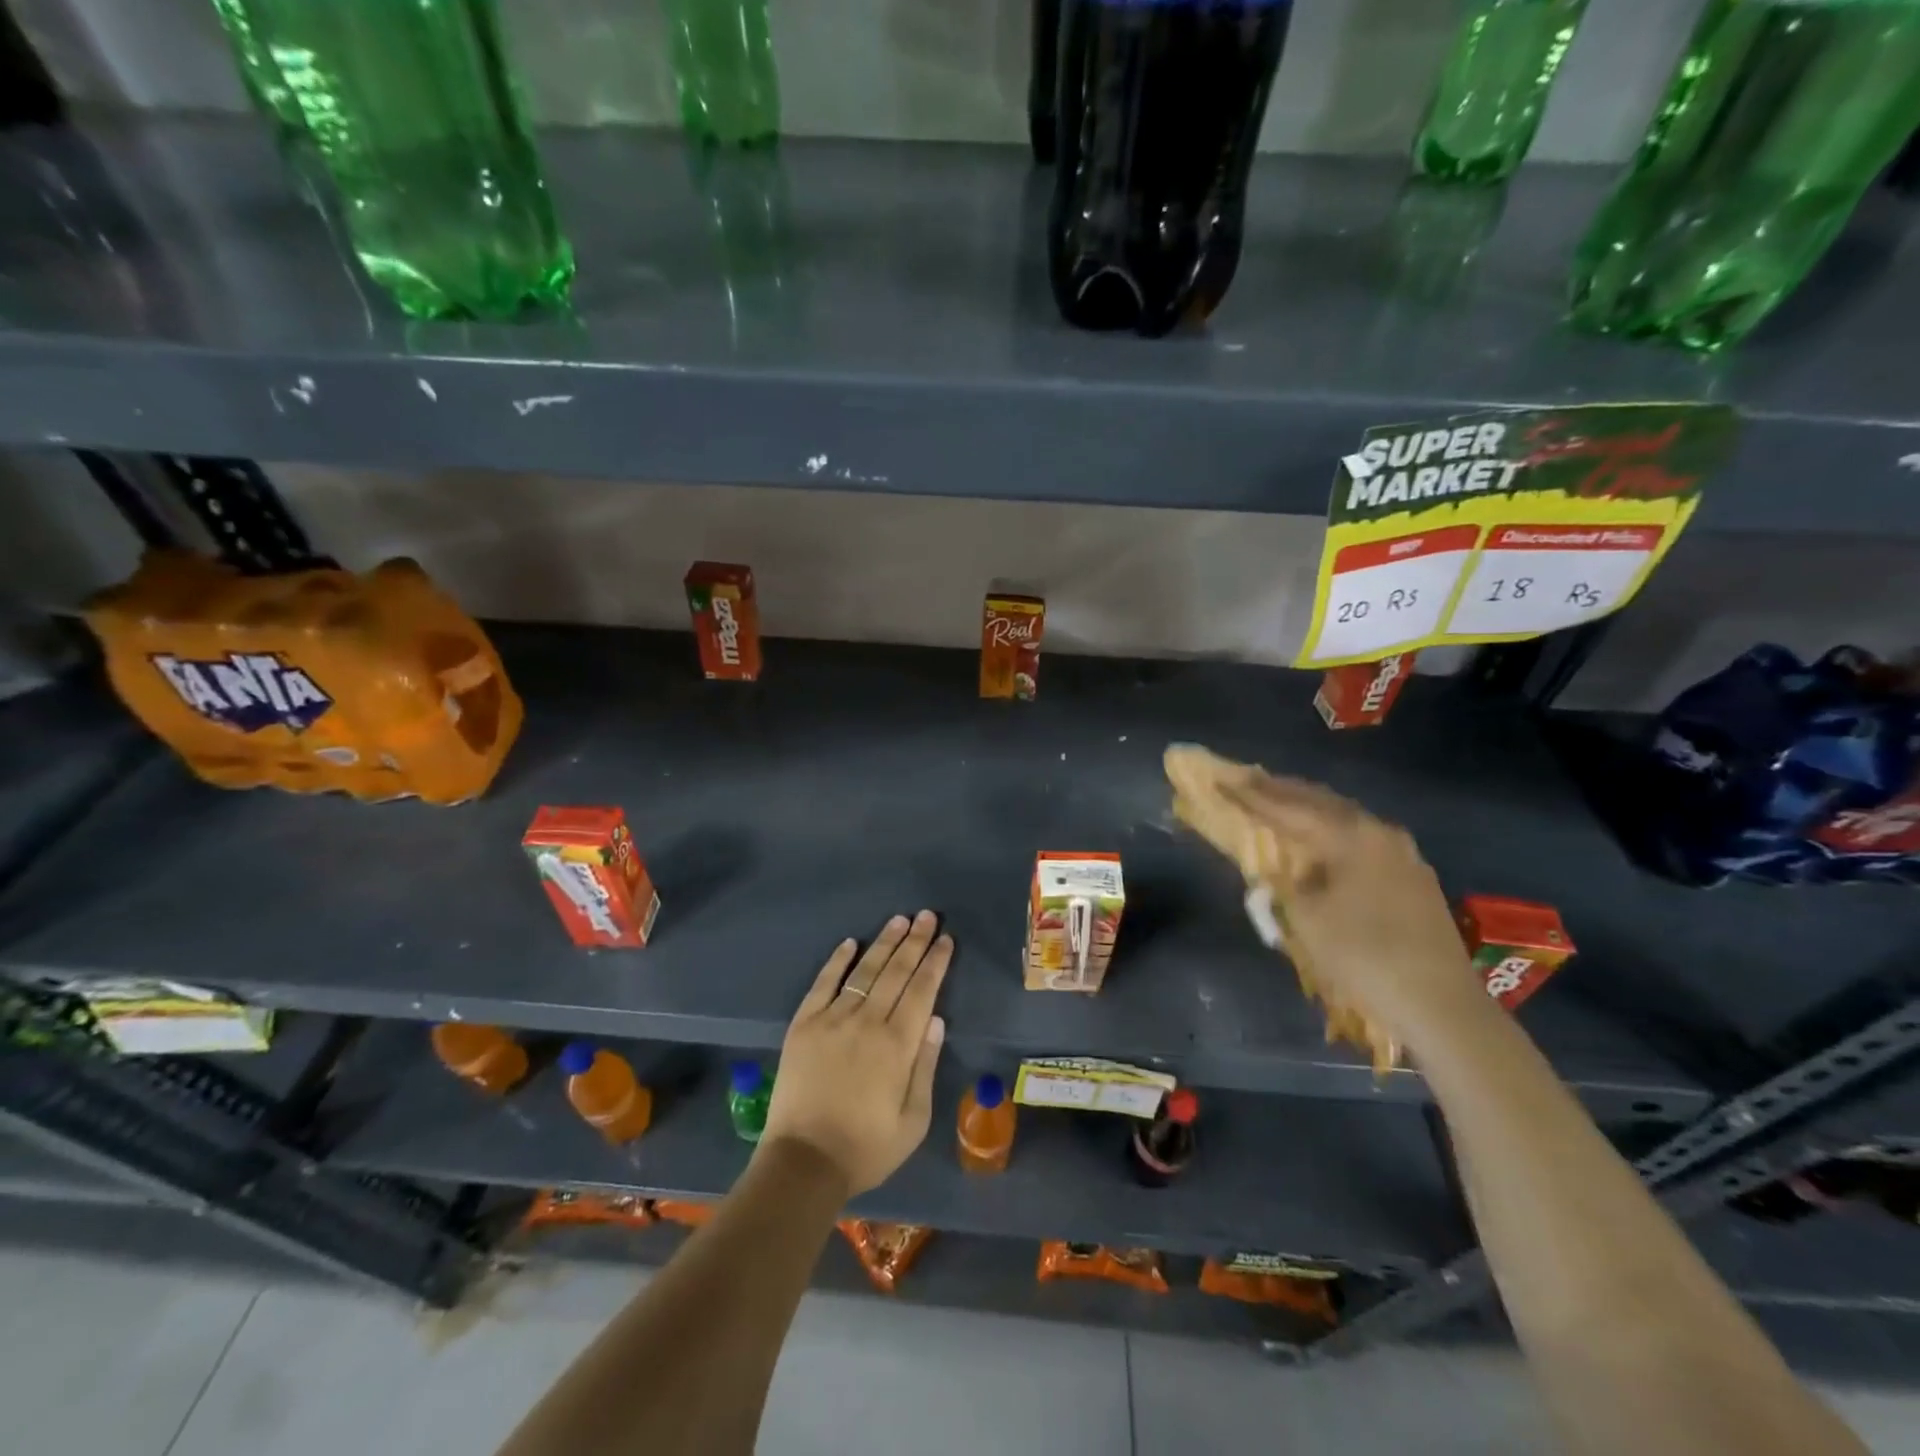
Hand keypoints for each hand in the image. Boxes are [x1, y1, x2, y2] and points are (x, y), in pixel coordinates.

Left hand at [759, 911, 949, 1197]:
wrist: (803, 1163)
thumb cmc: (866, 1148)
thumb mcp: (913, 1120)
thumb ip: (925, 1065)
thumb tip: (936, 1019)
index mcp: (897, 1045)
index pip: (922, 990)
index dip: (935, 962)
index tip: (945, 939)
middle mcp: (867, 1022)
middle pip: (896, 972)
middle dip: (915, 941)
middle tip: (927, 915)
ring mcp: (832, 1019)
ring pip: (864, 970)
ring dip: (884, 942)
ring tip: (899, 920)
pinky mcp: (804, 1025)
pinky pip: (823, 983)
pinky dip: (837, 961)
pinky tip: (850, 942)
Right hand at [1226, 773, 1485, 1050]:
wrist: (1440, 1004)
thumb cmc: (1362, 955)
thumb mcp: (1305, 918)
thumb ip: (1281, 882)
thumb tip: (1273, 868)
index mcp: (1349, 835)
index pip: (1288, 807)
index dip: (1251, 796)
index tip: (1221, 782)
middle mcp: (1378, 832)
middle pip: (1321, 801)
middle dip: (1281, 791)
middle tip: (1248, 781)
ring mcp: (1402, 853)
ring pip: (1344, 817)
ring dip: (1309, 808)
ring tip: (1279, 802)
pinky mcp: (1413, 875)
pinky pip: (1362, 838)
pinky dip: (1332, 830)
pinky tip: (1321, 839)